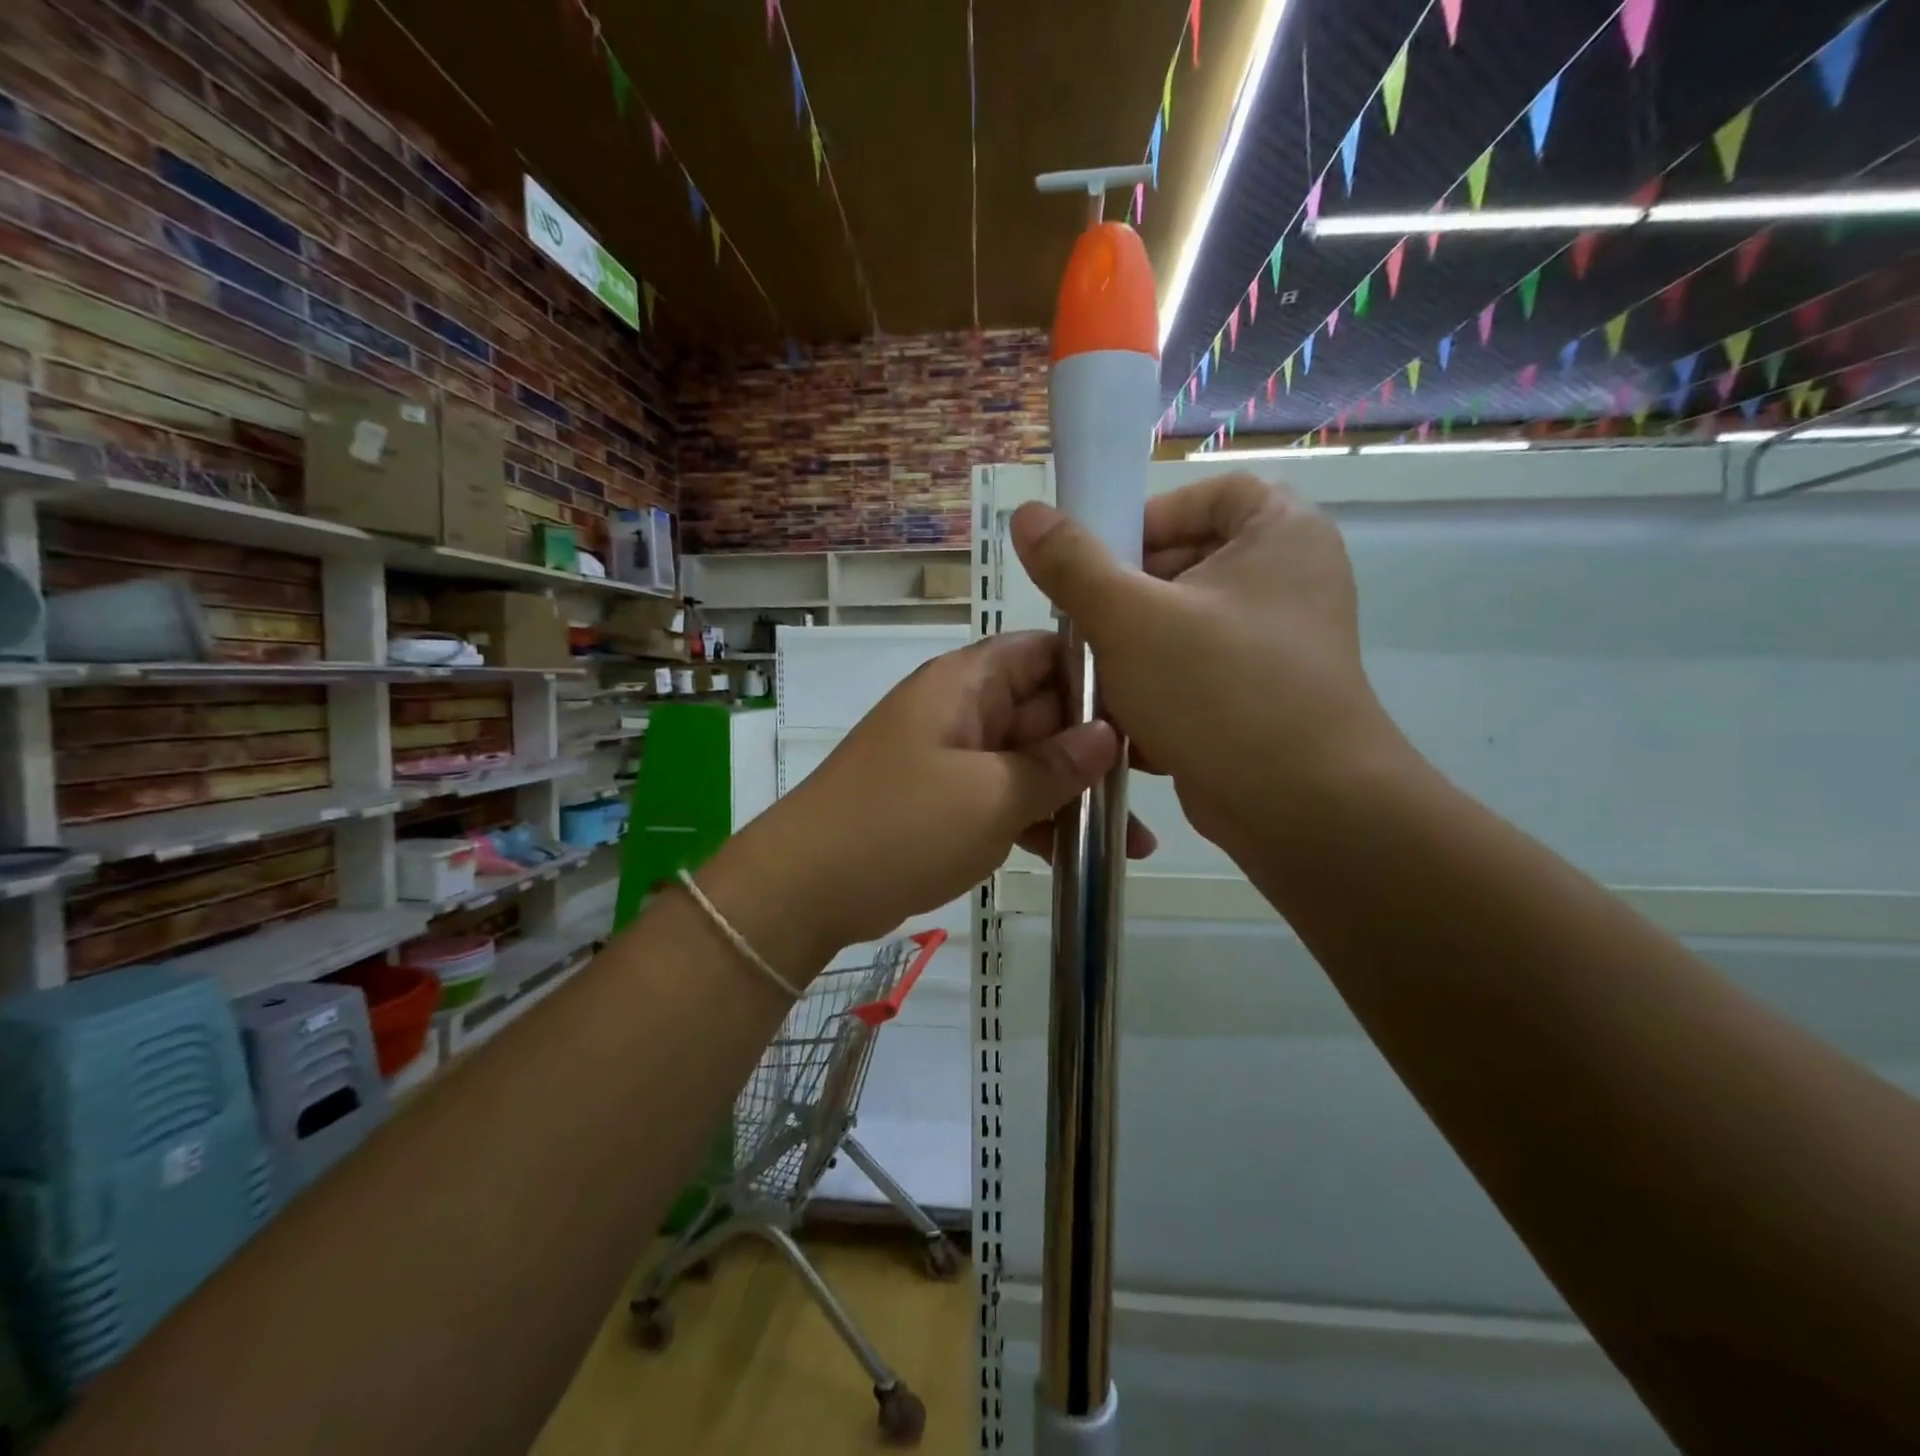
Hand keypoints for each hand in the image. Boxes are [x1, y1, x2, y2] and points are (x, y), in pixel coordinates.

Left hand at [757, 632, 1155, 951]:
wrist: (807, 888)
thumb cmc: (901, 825)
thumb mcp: (990, 794)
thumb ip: (1055, 764)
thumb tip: (1109, 736)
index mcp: (966, 684)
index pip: (1044, 652)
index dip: (1097, 673)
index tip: (1149, 710)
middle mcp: (963, 711)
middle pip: (1045, 711)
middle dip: (1098, 749)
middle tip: (1159, 786)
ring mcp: (955, 759)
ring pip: (1031, 763)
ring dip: (1077, 797)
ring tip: (1137, 844)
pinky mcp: (949, 803)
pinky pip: (1007, 799)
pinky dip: (1041, 824)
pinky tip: (1087, 859)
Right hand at [1010, 473, 1403, 858]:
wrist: (1299, 807)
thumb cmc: (1218, 690)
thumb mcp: (1129, 618)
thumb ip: (1073, 563)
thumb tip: (1028, 514)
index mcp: (1280, 534)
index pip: (1210, 495)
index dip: (1151, 518)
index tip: (1106, 562)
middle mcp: (1289, 580)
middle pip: (1189, 563)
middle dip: (1128, 598)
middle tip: (1086, 627)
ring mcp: (1280, 643)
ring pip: (1185, 625)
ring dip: (1133, 649)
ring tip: (1097, 676)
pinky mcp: (1264, 696)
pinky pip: (1198, 672)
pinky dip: (1159, 687)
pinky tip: (1124, 716)